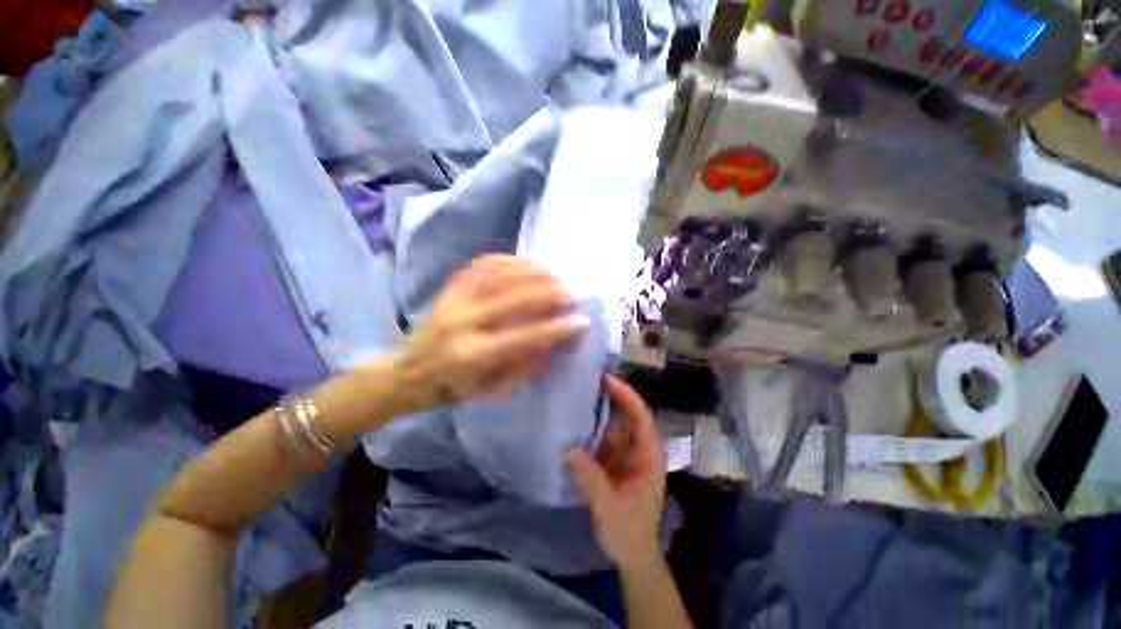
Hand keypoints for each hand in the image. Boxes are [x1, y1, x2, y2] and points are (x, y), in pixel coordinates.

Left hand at [392, 255, 588, 413]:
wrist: (408, 372)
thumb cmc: (453, 388)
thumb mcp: (491, 390)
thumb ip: (526, 367)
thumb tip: (558, 344)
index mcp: (472, 355)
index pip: (522, 337)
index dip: (555, 329)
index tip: (582, 321)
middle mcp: (462, 322)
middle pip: (513, 297)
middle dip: (550, 292)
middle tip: (575, 290)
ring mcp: (454, 299)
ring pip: (499, 274)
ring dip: (534, 272)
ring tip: (558, 274)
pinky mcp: (451, 286)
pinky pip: (483, 264)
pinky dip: (511, 260)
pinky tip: (529, 263)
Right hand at [567, 375, 666, 570]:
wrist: (631, 556)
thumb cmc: (629, 533)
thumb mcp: (609, 507)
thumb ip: (590, 479)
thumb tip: (567, 449)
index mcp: (648, 457)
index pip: (641, 418)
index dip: (627, 397)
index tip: (608, 381)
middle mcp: (638, 449)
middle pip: (627, 415)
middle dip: (612, 395)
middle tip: (590, 377)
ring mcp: (624, 454)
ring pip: (613, 424)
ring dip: (598, 409)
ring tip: (579, 391)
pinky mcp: (612, 461)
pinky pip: (601, 437)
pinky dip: (590, 427)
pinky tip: (574, 418)